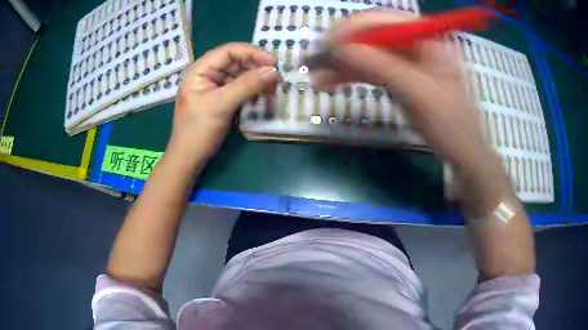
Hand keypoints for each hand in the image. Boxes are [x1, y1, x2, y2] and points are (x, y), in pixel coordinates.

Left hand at [167, 43, 279, 159]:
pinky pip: (241, 89)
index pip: (229, 51)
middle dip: (257, 68)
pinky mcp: (222, 99)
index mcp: (201, 70)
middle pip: (237, 62)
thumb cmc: (198, 130)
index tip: (274, 63)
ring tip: (273, 91)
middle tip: (277, 79)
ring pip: (241, 75)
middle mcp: (208, 74)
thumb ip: (247, 85)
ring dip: (258, 81)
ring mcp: (215, 87)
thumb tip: (274, 71)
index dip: (252, 53)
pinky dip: (253, 92)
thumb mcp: (221, 105)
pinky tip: (264, 98)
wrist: (189, 159)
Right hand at [312, 10, 491, 170]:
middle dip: (341, 49)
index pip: (381, 20)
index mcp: (425, 36)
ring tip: (316, 77)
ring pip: (366, 54)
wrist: (462, 151)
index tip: (326, 45)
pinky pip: (370, 70)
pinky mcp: (398, 76)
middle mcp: (413, 42)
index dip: (351, 30)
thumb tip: (340, 48)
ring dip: (341, 65)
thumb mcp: (419, 92)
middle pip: (370, 36)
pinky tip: (330, 83)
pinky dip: (350, 76)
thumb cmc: (451, 123)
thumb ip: (381, 66)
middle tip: (313, 61)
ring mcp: (405, 60)